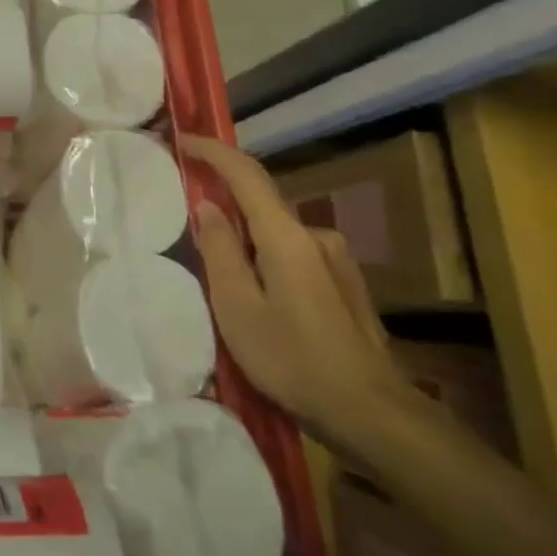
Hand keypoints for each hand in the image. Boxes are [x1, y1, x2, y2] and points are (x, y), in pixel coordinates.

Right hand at [177, 136, 409, 451]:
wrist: (373, 415)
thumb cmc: (293, 360)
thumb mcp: (237, 307)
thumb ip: (219, 251)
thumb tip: (206, 206)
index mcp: (286, 236)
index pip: (245, 174)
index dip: (212, 151)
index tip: (183, 140)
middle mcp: (315, 236)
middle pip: (261, 203)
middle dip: (224, 200)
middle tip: (189, 220)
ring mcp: (336, 260)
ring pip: (277, 233)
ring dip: (247, 238)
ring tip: (221, 274)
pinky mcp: (345, 284)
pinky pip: (294, 253)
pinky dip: (267, 257)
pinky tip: (258, 295)